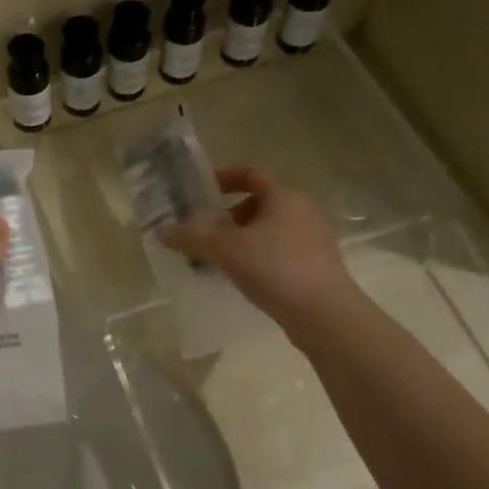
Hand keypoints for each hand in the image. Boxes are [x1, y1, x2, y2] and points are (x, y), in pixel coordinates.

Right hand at [161, 168, 352, 326]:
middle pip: (258, 203)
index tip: (201, 193)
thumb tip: (164, 232)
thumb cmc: (275, 268)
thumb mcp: (225, 250)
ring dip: (241, 240)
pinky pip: (279, 251)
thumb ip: (192, 238)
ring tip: (218, 260)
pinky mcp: (317, 266)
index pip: (251, 174)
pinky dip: (257, 257)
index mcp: (284, 196)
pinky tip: (242, 278)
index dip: (223, 178)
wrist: (325, 315)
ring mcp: (314, 239)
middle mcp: (303, 211)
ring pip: (269, 230)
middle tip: (205, 234)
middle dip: (228, 216)